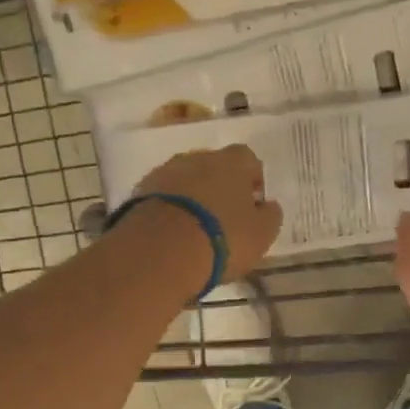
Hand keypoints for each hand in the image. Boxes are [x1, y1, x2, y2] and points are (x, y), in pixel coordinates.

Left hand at [132, 145, 282, 284]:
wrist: (160, 251)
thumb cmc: (222, 239)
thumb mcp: (260, 235)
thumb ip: (269, 216)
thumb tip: (268, 205)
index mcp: (232, 163)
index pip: (248, 159)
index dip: (252, 179)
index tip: (253, 203)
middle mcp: (198, 157)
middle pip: (214, 166)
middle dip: (220, 186)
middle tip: (224, 217)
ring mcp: (165, 172)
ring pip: (185, 180)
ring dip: (192, 197)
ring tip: (195, 228)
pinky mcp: (139, 191)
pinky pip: (162, 196)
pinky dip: (170, 209)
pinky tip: (172, 233)